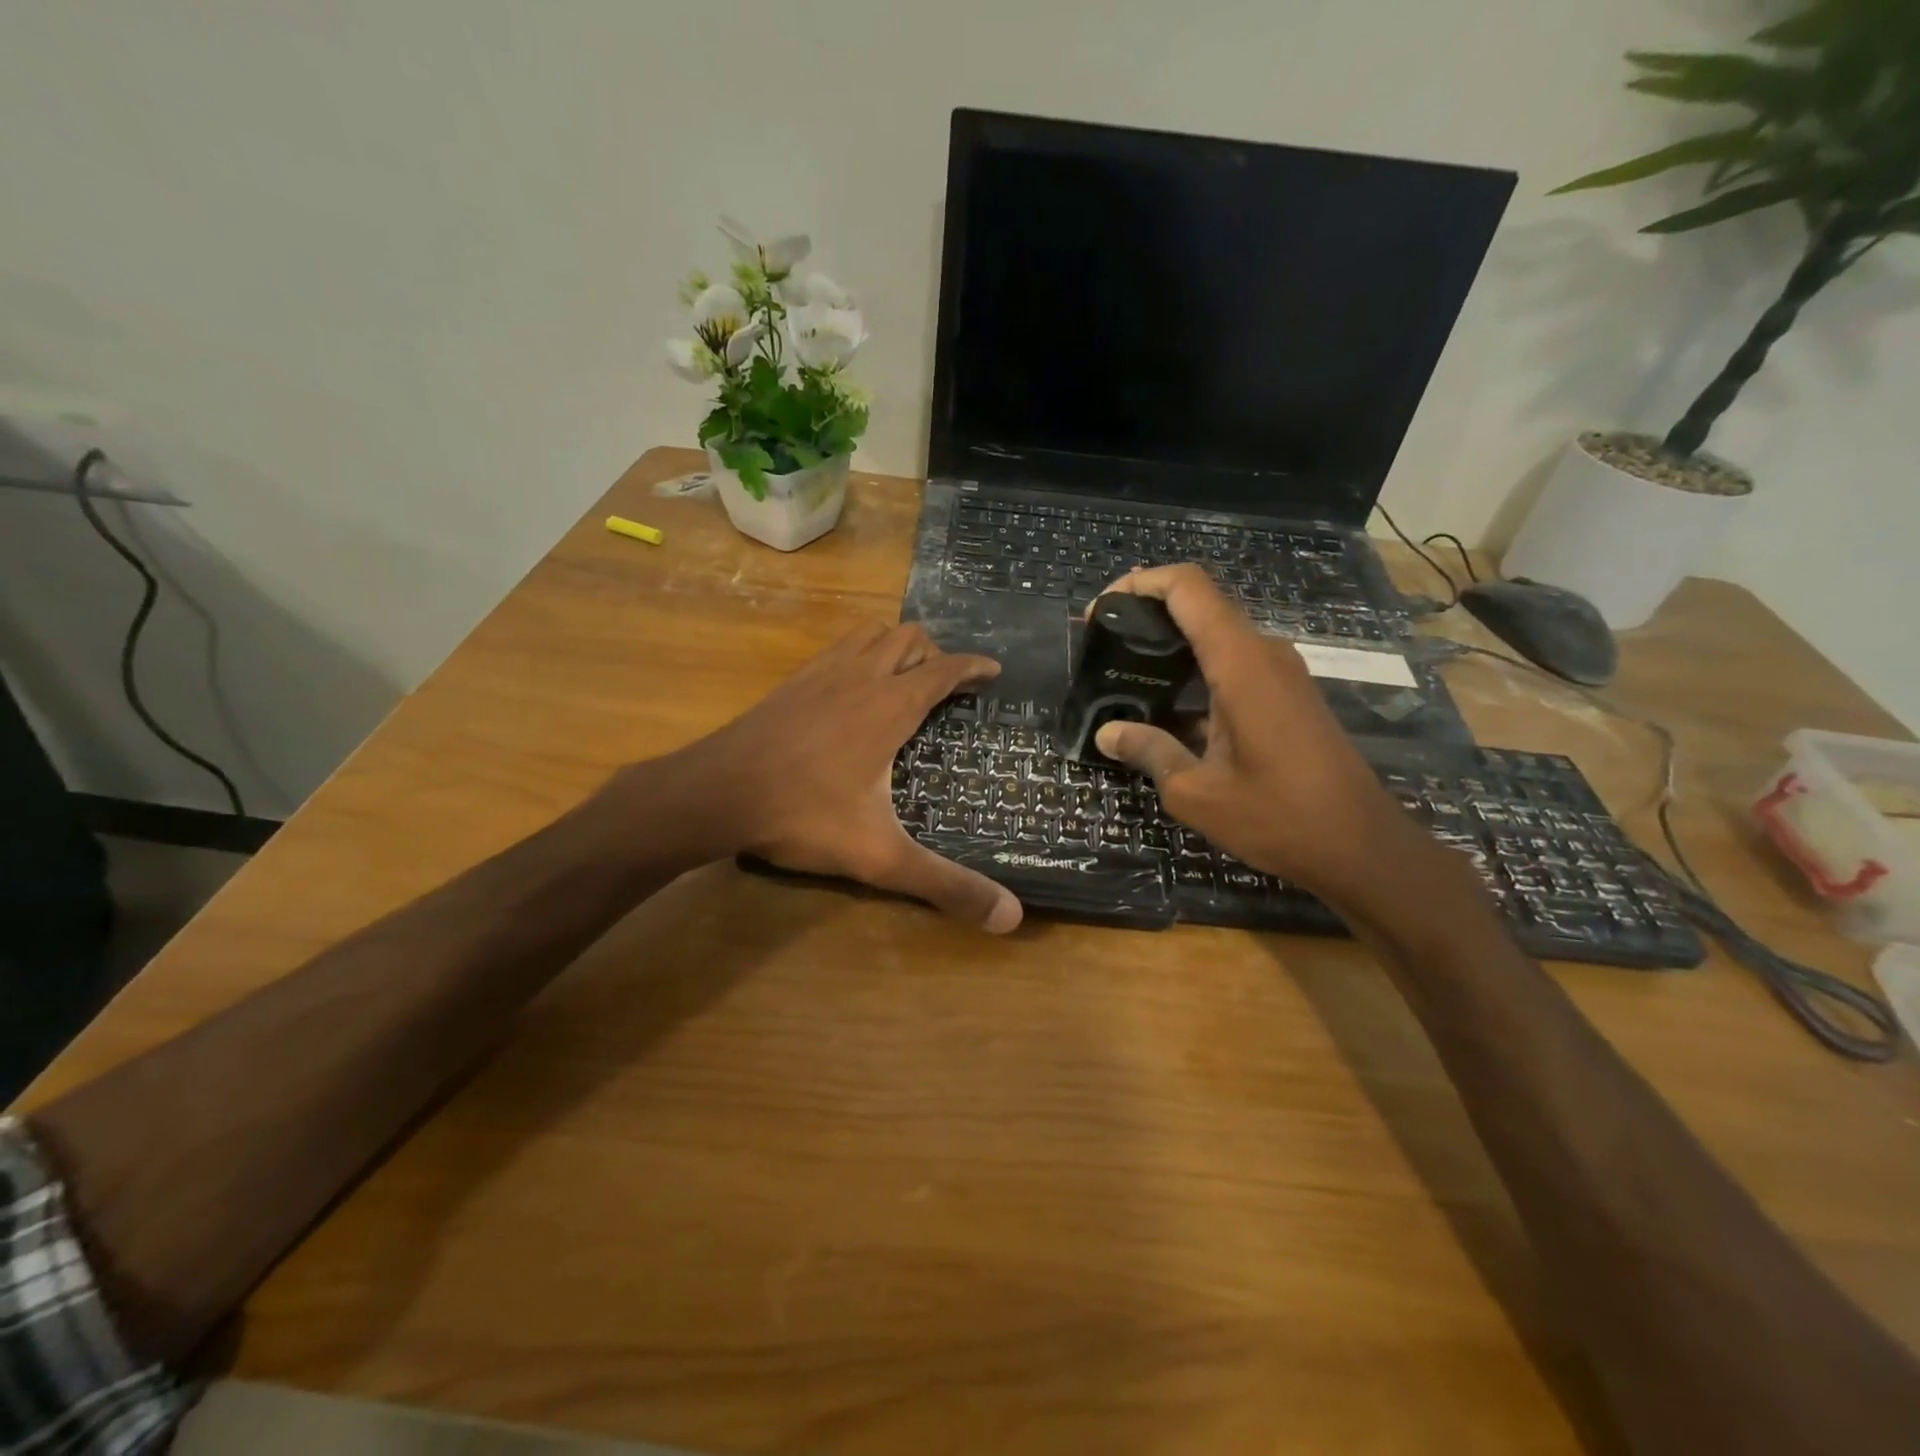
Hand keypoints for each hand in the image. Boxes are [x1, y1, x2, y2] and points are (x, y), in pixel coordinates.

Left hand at [655, 622, 1022, 932]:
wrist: (716, 793)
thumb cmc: (803, 816)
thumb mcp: (880, 857)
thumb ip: (945, 885)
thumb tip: (1010, 917)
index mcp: (890, 707)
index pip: (945, 669)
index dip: (974, 666)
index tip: (993, 671)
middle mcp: (860, 678)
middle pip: (909, 638)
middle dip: (936, 654)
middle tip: (947, 687)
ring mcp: (821, 674)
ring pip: (870, 634)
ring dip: (896, 646)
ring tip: (905, 678)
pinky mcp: (791, 682)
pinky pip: (837, 648)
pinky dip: (859, 654)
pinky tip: (851, 689)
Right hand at [1091, 565, 1426, 901]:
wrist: (1360, 847)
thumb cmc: (1278, 816)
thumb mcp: (1196, 792)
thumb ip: (1149, 752)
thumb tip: (1106, 734)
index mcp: (1240, 663)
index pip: (1188, 588)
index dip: (1140, 582)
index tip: (1102, 610)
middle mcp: (1263, 654)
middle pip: (1200, 606)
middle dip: (1147, 615)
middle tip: (1103, 647)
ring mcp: (1280, 674)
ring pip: (1216, 637)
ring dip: (1170, 647)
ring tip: (1125, 677)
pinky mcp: (1287, 696)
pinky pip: (1233, 665)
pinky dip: (1194, 674)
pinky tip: (1166, 711)